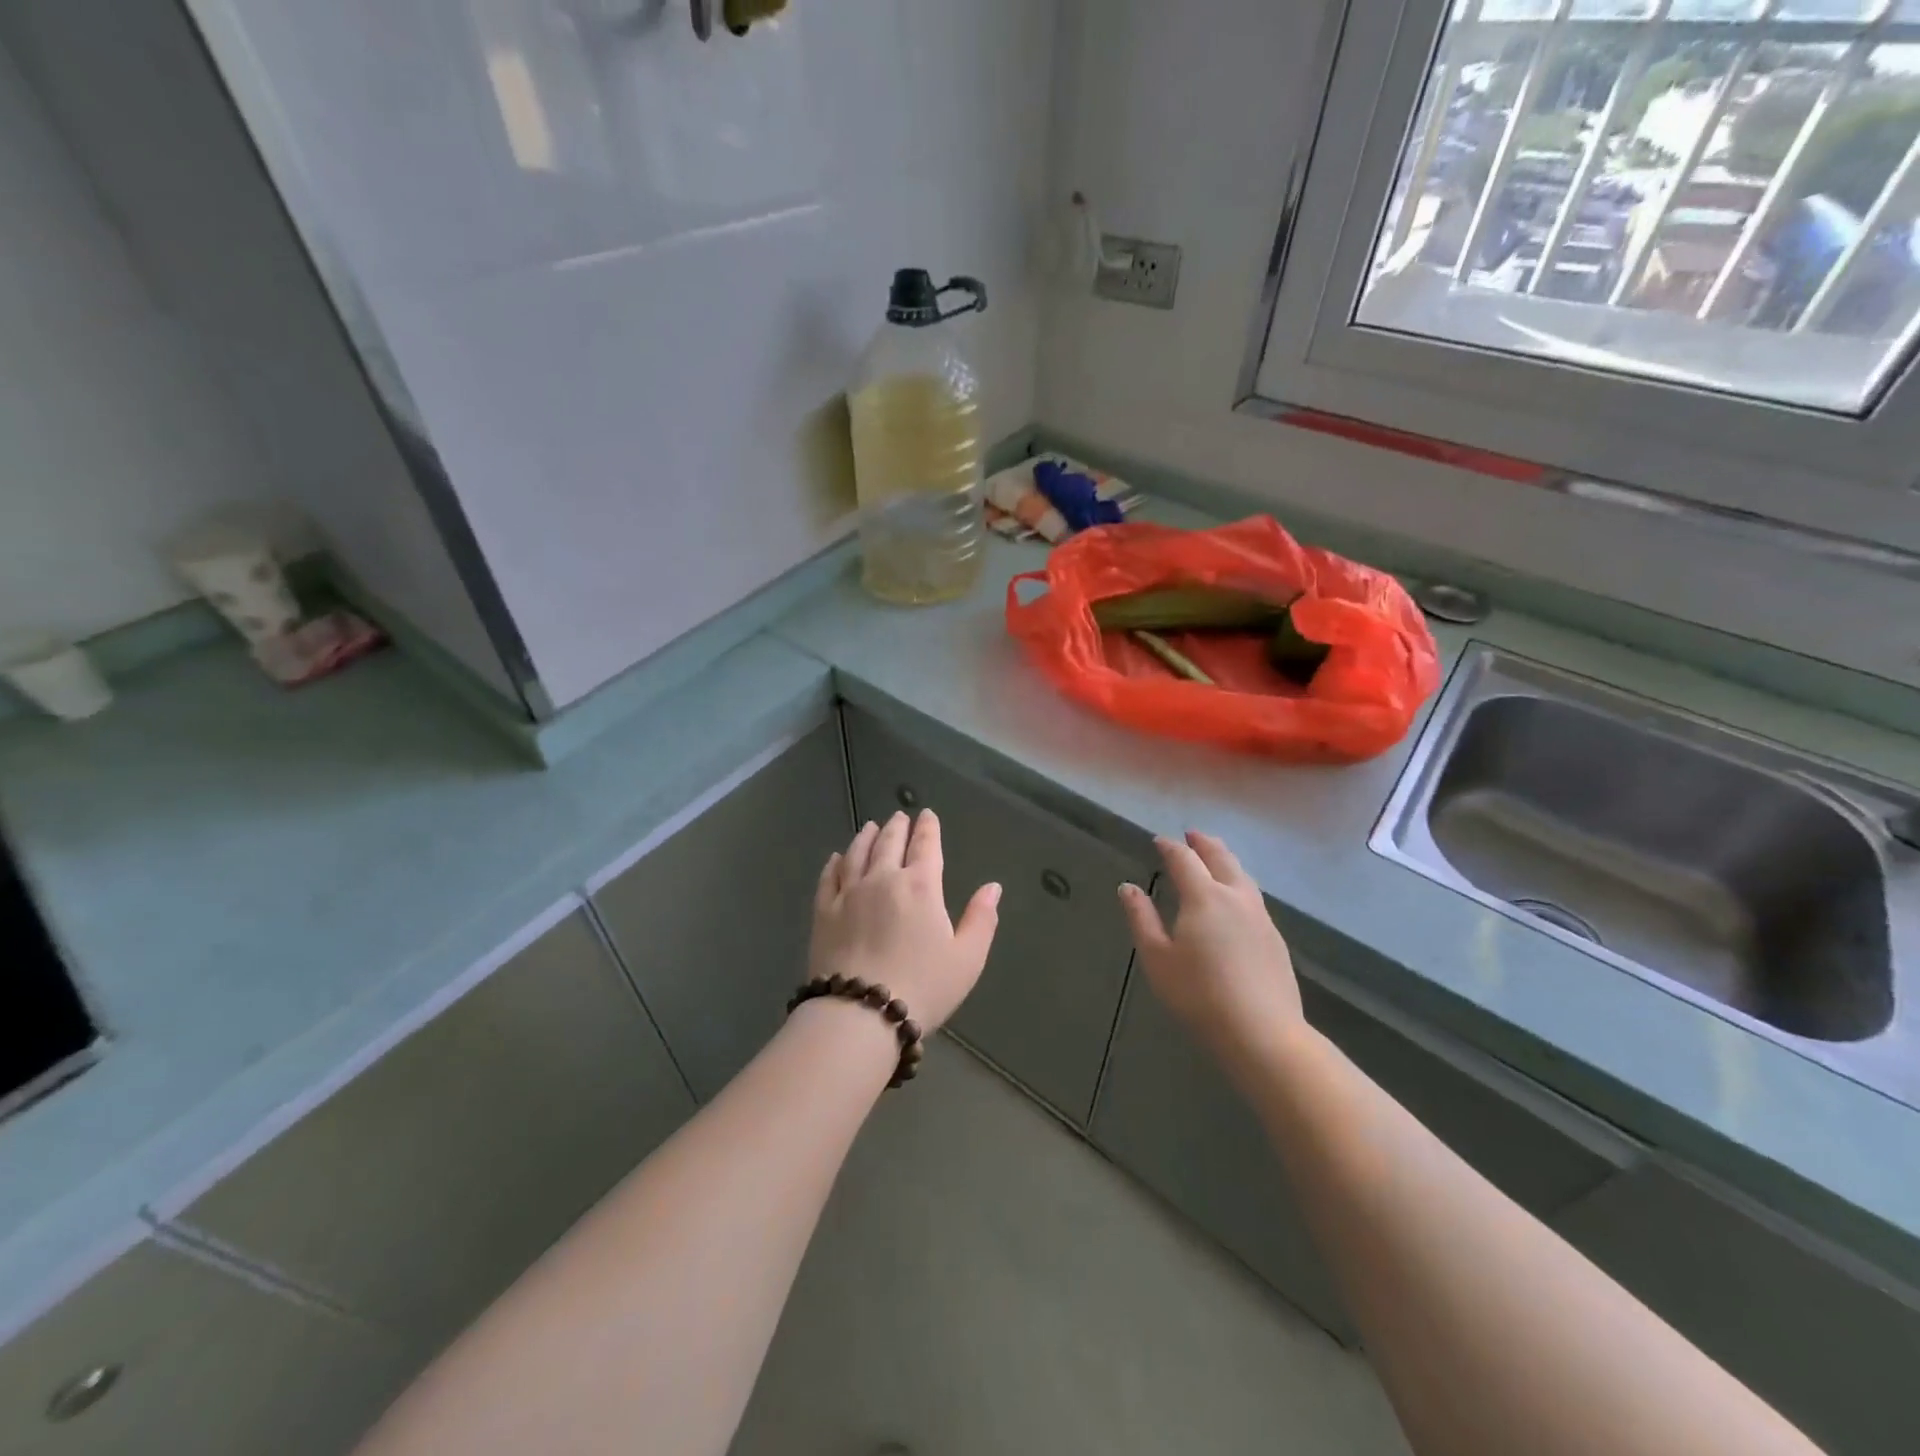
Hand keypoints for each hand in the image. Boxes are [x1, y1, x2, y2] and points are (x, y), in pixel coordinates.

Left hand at [809, 810, 1001, 1031]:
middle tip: (899, 816)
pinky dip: (834, 863)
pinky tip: (836, 858)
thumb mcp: (967, 958)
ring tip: (870, 826)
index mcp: (921, 886)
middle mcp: (883, 879)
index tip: (927, 815)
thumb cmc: (923, 987)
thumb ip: (981, 919)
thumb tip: (993, 886)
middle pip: (889, 842)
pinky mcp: (823, 912)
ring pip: (857, 853)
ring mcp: (849, 893)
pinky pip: (829, 877)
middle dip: (897, 827)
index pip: (926, 846)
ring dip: (866, 837)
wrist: (860, 1014)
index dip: (928, 828)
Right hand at [1119, 831, 1303, 1073]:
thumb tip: (1128, 887)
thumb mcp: (1157, 958)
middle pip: (1221, 858)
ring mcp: (1261, 917)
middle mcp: (1236, 897)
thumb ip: (1141, 918)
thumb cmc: (1199, 995)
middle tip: (1192, 835)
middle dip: (1204, 843)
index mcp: (1204, 897)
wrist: (1263, 1033)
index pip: (1184, 859)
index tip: (1159, 841)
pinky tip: (1236, 898)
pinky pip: (1253, 896)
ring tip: (1216, 857)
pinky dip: (1239, 883)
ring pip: (1243, 876)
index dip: (1170, 847)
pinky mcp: (1275, 939)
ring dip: (1226, 860)